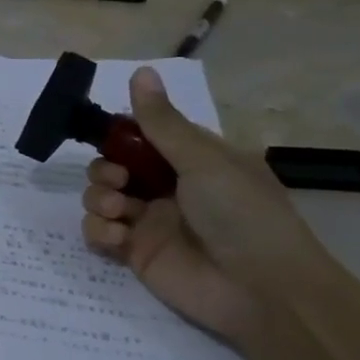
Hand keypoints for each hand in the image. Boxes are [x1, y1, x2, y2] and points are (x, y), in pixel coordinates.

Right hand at [80, 68, 328, 344]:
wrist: (262, 289)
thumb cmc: (242, 213)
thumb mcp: (204, 160)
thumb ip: (162, 122)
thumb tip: (141, 70)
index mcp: (190, 159)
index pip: (141, 136)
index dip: (119, 134)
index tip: (107, 136)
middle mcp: (166, 186)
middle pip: (112, 165)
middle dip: (104, 168)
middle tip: (118, 180)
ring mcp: (149, 221)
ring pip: (100, 197)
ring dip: (98, 197)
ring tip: (116, 209)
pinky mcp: (134, 253)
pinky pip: (99, 233)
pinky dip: (99, 231)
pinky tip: (118, 237)